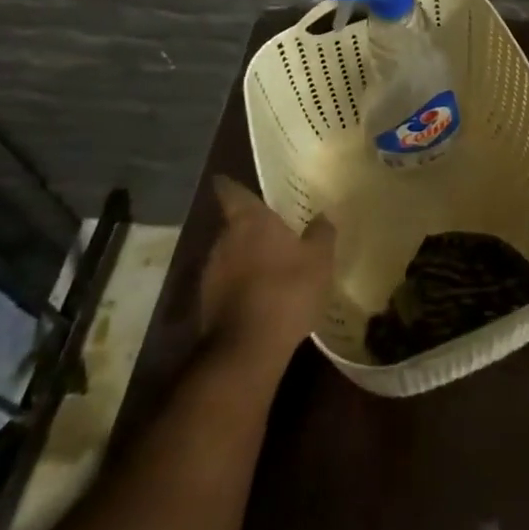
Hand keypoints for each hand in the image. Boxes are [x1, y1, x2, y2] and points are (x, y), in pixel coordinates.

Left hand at [199, 177, 335, 365]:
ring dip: (245, 257)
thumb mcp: (319, 259)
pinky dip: (240, 284)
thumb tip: (322, 215)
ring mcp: (210, 273)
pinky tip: (260, 296)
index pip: (231, 192)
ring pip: (229, 255)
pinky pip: (226, 283)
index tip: (230, 180)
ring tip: (269, 265)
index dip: (230, 185)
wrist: (247, 349)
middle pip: (232, 224)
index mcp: (249, 221)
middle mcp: (223, 240)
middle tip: (272, 229)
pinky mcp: (206, 304)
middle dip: (249, 227)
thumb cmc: (287, 290)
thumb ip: (321, 233)